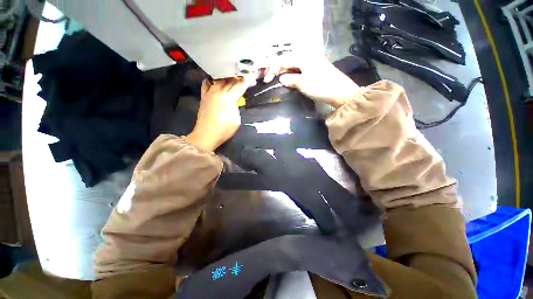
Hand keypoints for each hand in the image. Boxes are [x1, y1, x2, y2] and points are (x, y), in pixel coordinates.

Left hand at [186, 78, 251, 151]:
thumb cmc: (222, 131)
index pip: (241, 85)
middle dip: (240, 78)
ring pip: (220, 79)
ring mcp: (209, 93)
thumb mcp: (236, 120)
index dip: (249, 79)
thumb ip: (236, 106)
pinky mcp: (203, 96)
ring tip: (233, 78)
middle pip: (231, 80)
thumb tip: (235, 99)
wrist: (205, 136)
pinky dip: (211, 80)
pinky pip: (206, 84)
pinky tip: (216, 80)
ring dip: (228, 77)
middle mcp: (218, 93)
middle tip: (247, 78)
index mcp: (228, 99)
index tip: (254, 74)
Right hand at [264, 55, 359, 107]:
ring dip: (289, 72)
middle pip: (290, 60)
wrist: (344, 93)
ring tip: (283, 81)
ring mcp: (316, 61)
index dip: (273, 69)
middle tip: (274, 79)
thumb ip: (290, 79)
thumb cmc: (321, 86)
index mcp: (303, 56)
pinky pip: (305, 68)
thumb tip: (282, 78)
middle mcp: (309, 55)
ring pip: (297, 64)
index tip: (267, 80)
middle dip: (280, 69)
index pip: (283, 60)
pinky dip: (298, 73)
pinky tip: (295, 80)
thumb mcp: (302, 84)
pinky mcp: (321, 68)